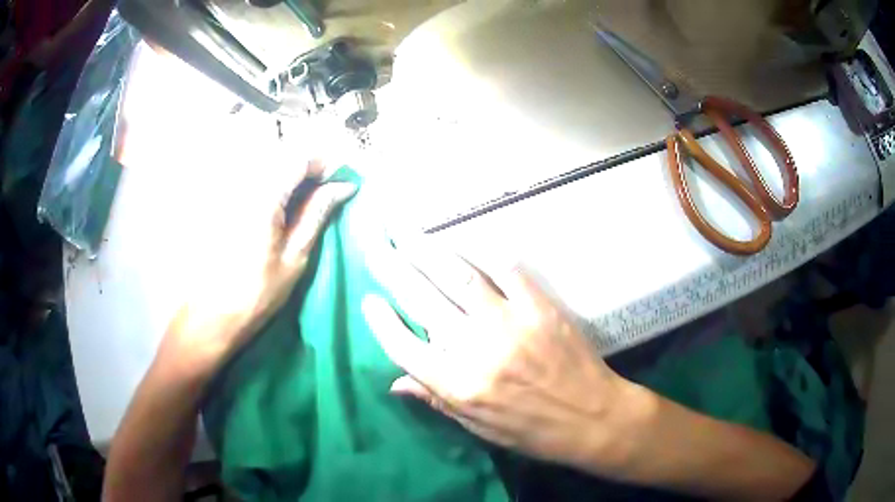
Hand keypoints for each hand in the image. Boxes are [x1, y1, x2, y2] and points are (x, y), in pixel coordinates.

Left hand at [163, 161, 355, 376]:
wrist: (210, 315)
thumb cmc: (256, 294)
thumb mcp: (295, 257)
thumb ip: (317, 213)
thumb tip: (344, 186)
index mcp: (262, 196)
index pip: (299, 157)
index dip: (324, 163)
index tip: (337, 181)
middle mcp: (241, 182)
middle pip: (281, 155)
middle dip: (306, 167)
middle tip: (321, 193)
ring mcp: (226, 188)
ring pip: (265, 163)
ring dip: (287, 174)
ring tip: (299, 200)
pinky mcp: (218, 197)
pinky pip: (249, 175)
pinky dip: (269, 182)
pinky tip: (273, 207)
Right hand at [362, 245, 639, 470]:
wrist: (593, 417)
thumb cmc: (533, 431)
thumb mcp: (479, 428)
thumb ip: (436, 400)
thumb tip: (394, 381)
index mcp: (459, 386)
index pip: (404, 347)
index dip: (381, 322)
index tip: (368, 301)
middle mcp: (477, 349)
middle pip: (423, 301)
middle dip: (392, 270)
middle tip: (374, 246)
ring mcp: (510, 322)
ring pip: (458, 276)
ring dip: (427, 251)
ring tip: (405, 232)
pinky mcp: (540, 306)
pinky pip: (507, 270)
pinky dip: (483, 253)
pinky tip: (465, 241)